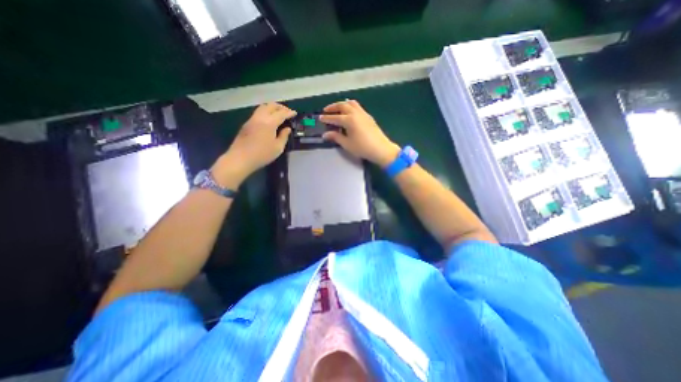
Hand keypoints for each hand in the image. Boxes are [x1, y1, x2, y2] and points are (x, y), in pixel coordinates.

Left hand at [212, 103, 295, 187]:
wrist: (241, 158)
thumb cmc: (262, 154)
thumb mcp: (278, 148)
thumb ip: (284, 136)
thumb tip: (287, 129)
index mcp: (269, 123)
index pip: (281, 113)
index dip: (289, 112)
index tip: (295, 113)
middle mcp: (260, 117)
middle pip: (271, 106)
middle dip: (281, 107)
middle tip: (287, 112)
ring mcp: (252, 119)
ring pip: (263, 107)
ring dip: (272, 108)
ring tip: (279, 114)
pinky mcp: (247, 124)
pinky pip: (258, 112)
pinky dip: (266, 112)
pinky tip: (269, 119)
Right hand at [319, 98, 399, 164]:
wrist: (381, 149)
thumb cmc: (362, 148)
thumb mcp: (347, 144)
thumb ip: (336, 137)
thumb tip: (325, 135)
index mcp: (349, 120)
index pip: (335, 117)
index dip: (326, 118)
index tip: (320, 118)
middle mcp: (356, 113)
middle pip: (343, 105)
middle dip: (333, 107)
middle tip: (326, 110)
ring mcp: (363, 114)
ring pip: (351, 103)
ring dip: (342, 104)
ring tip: (337, 109)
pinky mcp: (368, 117)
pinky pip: (358, 107)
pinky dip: (350, 106)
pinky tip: (349, 113)